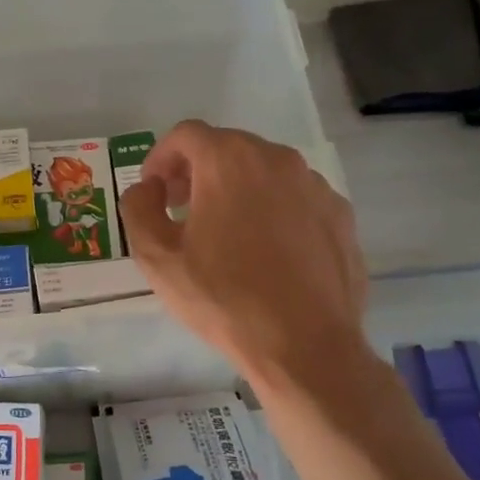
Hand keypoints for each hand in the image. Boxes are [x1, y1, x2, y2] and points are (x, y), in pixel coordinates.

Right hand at [119, 121, 372, 378]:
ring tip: (224, 232)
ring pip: (264, 171)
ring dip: (236, 189)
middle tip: (180, 208)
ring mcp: (315, 185)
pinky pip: (295, 198)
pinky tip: (266, 251)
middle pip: (227, 147)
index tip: (154, 190)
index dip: (161, 157)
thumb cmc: (223, 297)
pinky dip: (273, 209)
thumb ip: (138, 209)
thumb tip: (147, 189)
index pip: (186, 135)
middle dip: (197, 171)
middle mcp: (277, 159)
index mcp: (229, 160)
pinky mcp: (340, 215)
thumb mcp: (157, 257)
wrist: (304, 344)